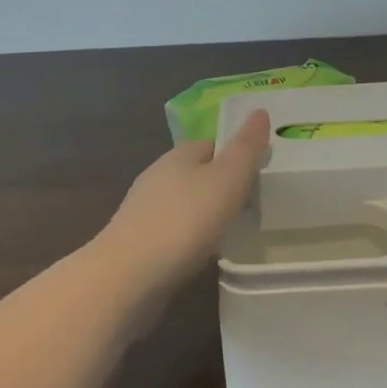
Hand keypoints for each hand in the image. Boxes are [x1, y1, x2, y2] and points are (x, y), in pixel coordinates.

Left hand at [98, 109, 271, 289]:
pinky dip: (190, 237)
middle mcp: (157, 177)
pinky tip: (203, 253)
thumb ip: (246, 148)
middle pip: (196, 172)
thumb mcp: (227, 179)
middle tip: (252, 202)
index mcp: (178, 156)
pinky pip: (173, 232)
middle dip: (220, 184)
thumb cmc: (184, 221)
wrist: (127, 277)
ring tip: (232, 229)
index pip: (210, 143)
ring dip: (204, 212)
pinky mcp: (138, 244)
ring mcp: (143, 211)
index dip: (234, 153)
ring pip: (183, 203)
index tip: (258, 170)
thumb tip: (259, 110)